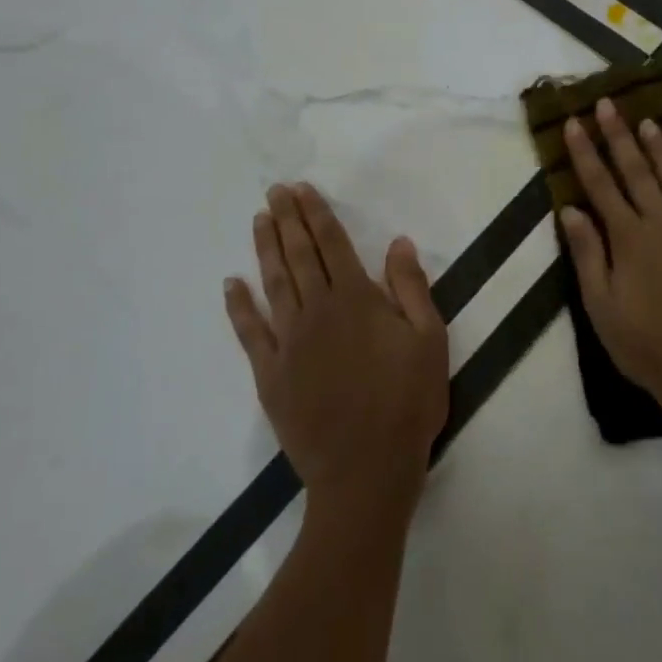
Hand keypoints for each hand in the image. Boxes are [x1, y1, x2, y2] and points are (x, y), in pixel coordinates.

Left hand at [225, 183, 448, 514]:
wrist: (366, 471)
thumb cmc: (408, 403)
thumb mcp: (430, 341)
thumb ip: (412, 289)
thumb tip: (399, 243)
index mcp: (357, 301)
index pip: (332, 246)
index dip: (317, 215)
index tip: (301, 190)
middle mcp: (318, 312)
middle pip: (298, 256)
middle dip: (287, 220)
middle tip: (274, 192)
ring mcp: (289, 342)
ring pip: (273, 284)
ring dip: (264, 249)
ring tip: (259, 220)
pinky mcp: (270, 374)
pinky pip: (249, 332)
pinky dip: (239, 306)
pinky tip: (231, 285)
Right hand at [558, 98, 661, 422]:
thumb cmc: (646, 344)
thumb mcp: (601, 306)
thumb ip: (587, 254)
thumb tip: (571, 209)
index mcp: (628, 238)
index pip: (600, 185)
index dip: (585, 152)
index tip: (574, 122)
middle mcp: (661, 222)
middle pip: (635, 171)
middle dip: (619, 135)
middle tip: (608, 103)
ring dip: (659, 148)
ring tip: (648, 120)